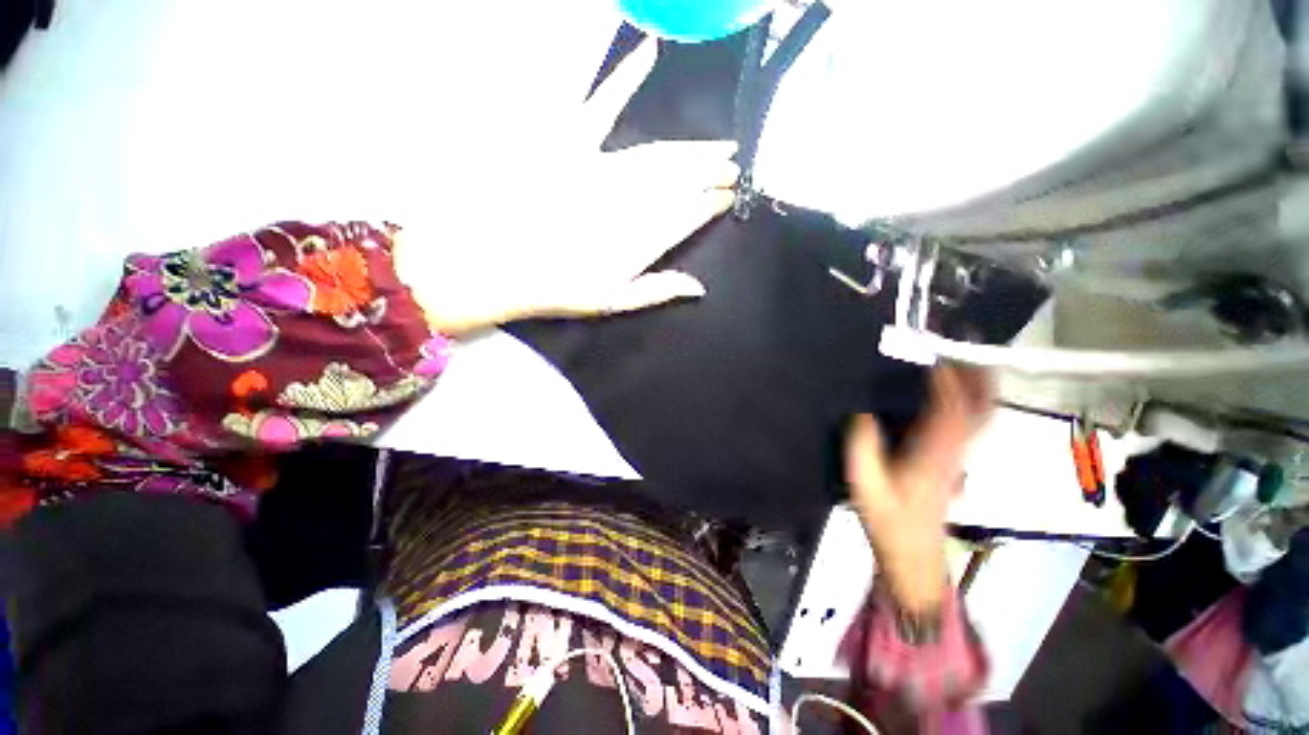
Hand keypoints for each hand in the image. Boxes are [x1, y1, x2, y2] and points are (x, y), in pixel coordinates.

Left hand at [395, 41, 738, 335]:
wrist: (503, 265)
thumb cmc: (561, 289)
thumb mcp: (614, 301)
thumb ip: (658, 290)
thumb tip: (699, 287)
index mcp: (642, 239)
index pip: (690, 216)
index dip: (711, 204)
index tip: (729, 197)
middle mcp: (632, 201)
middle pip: (682, 182)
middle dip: (712, 173)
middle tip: (735, 166)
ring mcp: (603, 168)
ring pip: (660, 154)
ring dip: (694, 149)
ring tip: (722, 145)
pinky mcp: (571, 143)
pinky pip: (602, 104)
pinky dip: (624, 77)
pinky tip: (648, 50)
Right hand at [845, 367, 992, 613]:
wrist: (913, 555)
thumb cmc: (888, 519)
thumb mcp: (864, 482)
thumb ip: (862, 444)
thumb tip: (861, 411)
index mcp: (933, 453)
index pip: (950, 408)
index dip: (947, 378)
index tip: (936, 351)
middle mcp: (954, 450)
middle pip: (978, 407)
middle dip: (977, 374)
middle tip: (968, 344)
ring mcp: (959, 457)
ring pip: (979, 415)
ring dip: (977, 385)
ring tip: (965, 359)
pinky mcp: (954, 462)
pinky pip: (970, 424)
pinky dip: (970, 402)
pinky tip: (956, 395)